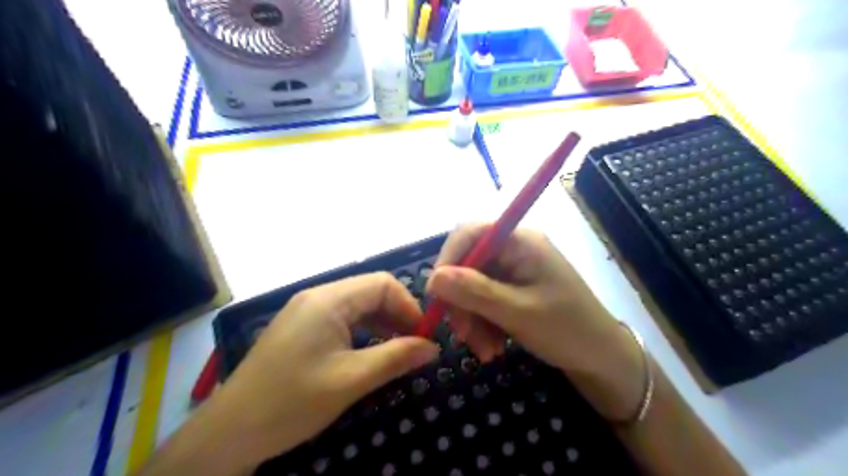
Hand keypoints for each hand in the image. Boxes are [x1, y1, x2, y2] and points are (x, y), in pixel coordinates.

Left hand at [212, 272, 440, 469]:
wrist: (229, 432)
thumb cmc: (292, 401)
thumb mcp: (351, 380)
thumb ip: (396, 358)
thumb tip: (433, 347)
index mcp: (329, 300)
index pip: (382, 284)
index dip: (408, 306)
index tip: (423, 336)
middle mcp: (318, 297)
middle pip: (370, 292)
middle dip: (397, 315)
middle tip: (415, 345)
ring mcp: (306, 311)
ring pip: (357, 306)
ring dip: (381, 323)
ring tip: (398, 350)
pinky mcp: (301, 328)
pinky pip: (342, 319)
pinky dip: (363, 331)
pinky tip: (370, 352)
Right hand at [428, 223, 647, 419]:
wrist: (603, 359)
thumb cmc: (568, 330)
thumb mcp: (518, 313)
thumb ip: (475, 292)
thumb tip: (432, 278)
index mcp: (521, 241)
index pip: (470, 233)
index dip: (447, 259)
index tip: (435, 295)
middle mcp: (515, 249)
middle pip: (468, 263)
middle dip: (461, 300)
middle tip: (461, 335)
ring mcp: (514, 269)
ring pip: (472, 286)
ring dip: (471, 318)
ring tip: (484, 351)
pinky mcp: (514, 289)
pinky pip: (484, 300)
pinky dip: (482, 323)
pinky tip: (492, 347)